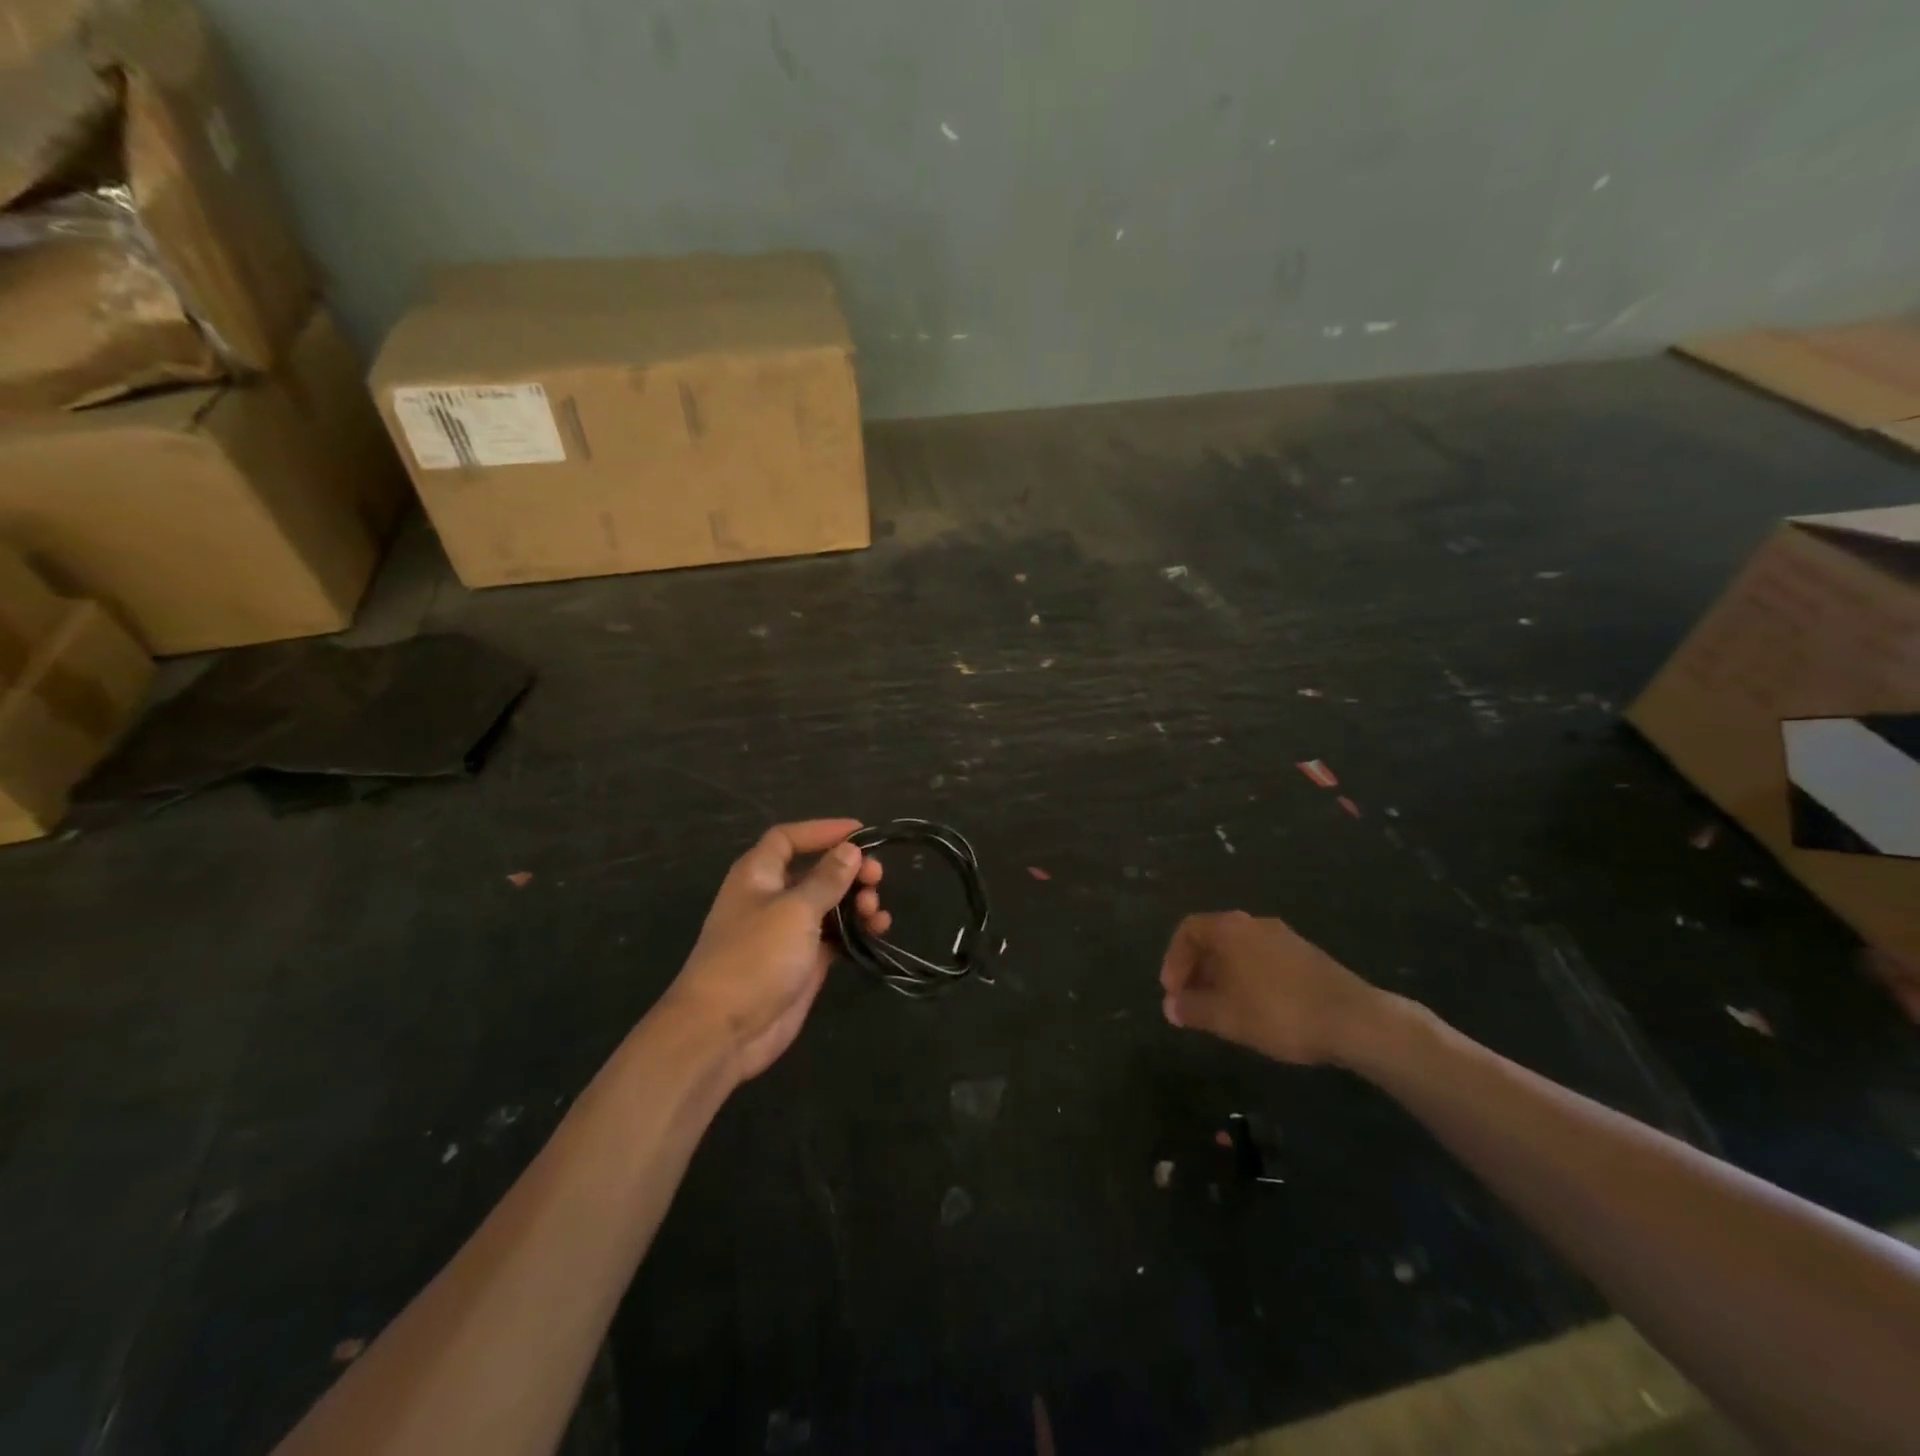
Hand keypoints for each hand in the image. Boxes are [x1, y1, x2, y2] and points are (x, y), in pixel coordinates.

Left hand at [665, 820, 889, 1081]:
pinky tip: (879, 929)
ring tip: (876, 909)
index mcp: (758, 875)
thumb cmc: (754, 957)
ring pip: (830, 904)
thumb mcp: (795, 910)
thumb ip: (827, 879)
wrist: (724, 1031)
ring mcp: (789, 932)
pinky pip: (837, 936)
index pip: (789, 838)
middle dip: (848, 869)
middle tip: (877, 876)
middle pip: (816, 870)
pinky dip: (857, 930)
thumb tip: (851, 849)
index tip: (861, 832)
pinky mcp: (804, 962)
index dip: (823, 830)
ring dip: (857, 900)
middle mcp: (773, 897)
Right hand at [1159, 911, 1387, 1065]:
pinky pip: (1262, 960)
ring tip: (1220, 1011)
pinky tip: (1254, 1010)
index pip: (1188, 930)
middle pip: (1213, 938)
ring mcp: (1283, 938)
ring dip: (1221, 976)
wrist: (1354, 1020)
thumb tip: (1170, 1006)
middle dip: (1196, 970)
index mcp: (1230, 929)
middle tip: (1191, 1004)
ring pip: (1238, 951)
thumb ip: (1192, 1009)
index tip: (1173, 992)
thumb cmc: (1278, 1012)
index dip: (1173, 960)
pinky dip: (1247, 979)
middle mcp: (1254, 924)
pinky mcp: (1306, 956)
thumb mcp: (1226, 1016)